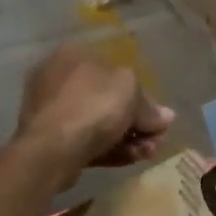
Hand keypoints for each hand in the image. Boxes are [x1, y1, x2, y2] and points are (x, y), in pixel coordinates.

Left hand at [15, 44, 174, 186]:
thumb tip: (165, 117)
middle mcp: (58, 78)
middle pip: (108, 101)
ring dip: (128, 139)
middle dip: (136, 122)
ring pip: (98, 124)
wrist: (52, 149)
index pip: (115, 72)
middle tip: (156, 140)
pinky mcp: (50, 140)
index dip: (142, 96)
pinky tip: (130, 160)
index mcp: (73, 55)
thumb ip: (149, 106)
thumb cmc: (92, 107)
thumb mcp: (130, 93)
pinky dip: (110, 150)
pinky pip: (86, 141)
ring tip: (147, 154)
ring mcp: (51, 111)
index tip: (158, 118)